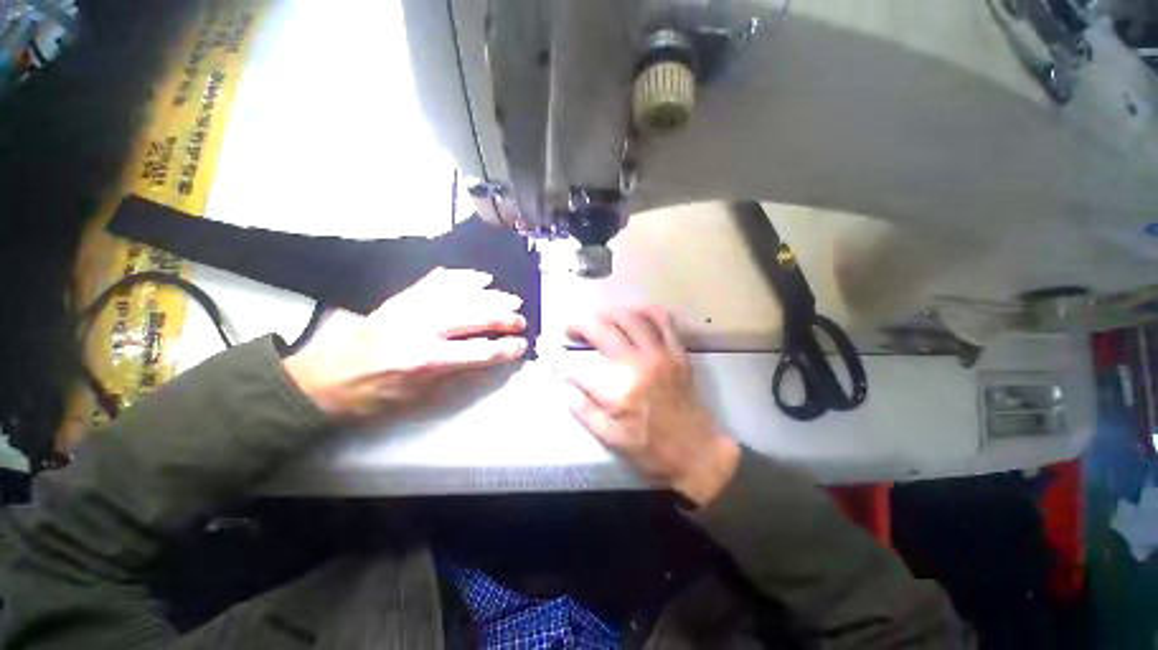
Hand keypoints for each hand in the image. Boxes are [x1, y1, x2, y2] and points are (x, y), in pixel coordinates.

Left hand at [283, 268, 527, 419]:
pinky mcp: (402, 298)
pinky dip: (462, 277)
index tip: (522, 345)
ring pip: (462, 295)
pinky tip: (480, 277)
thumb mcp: (419, 397)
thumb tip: (489, 360)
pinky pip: (437, 280)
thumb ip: (457, 376)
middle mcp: (423, 328)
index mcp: (427, 360)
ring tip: (511, 298)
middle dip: (505, 318)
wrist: (325, 378)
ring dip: (491, 296)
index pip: (480, 351)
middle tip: (521, 321)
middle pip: (476, 316)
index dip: (506, 348)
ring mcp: (412, 308)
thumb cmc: (375, 395)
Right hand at [563, 306, 739, 505]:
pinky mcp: (677, 352)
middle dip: (579, 324)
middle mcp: (636, 367)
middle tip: (570, 328)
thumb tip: (565, 387)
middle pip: (601, 330)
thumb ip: (584, 412)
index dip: (555, 355)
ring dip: (608, 312)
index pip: (576, 368)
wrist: (696, 450)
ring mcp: (660, 355)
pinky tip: (633, 312)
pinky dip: (646, 310)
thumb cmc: (651, 449)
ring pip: (630, 317)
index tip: (545, 346)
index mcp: (617, 394)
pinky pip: (662, 320)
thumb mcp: (610, 439)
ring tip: (597, 317)